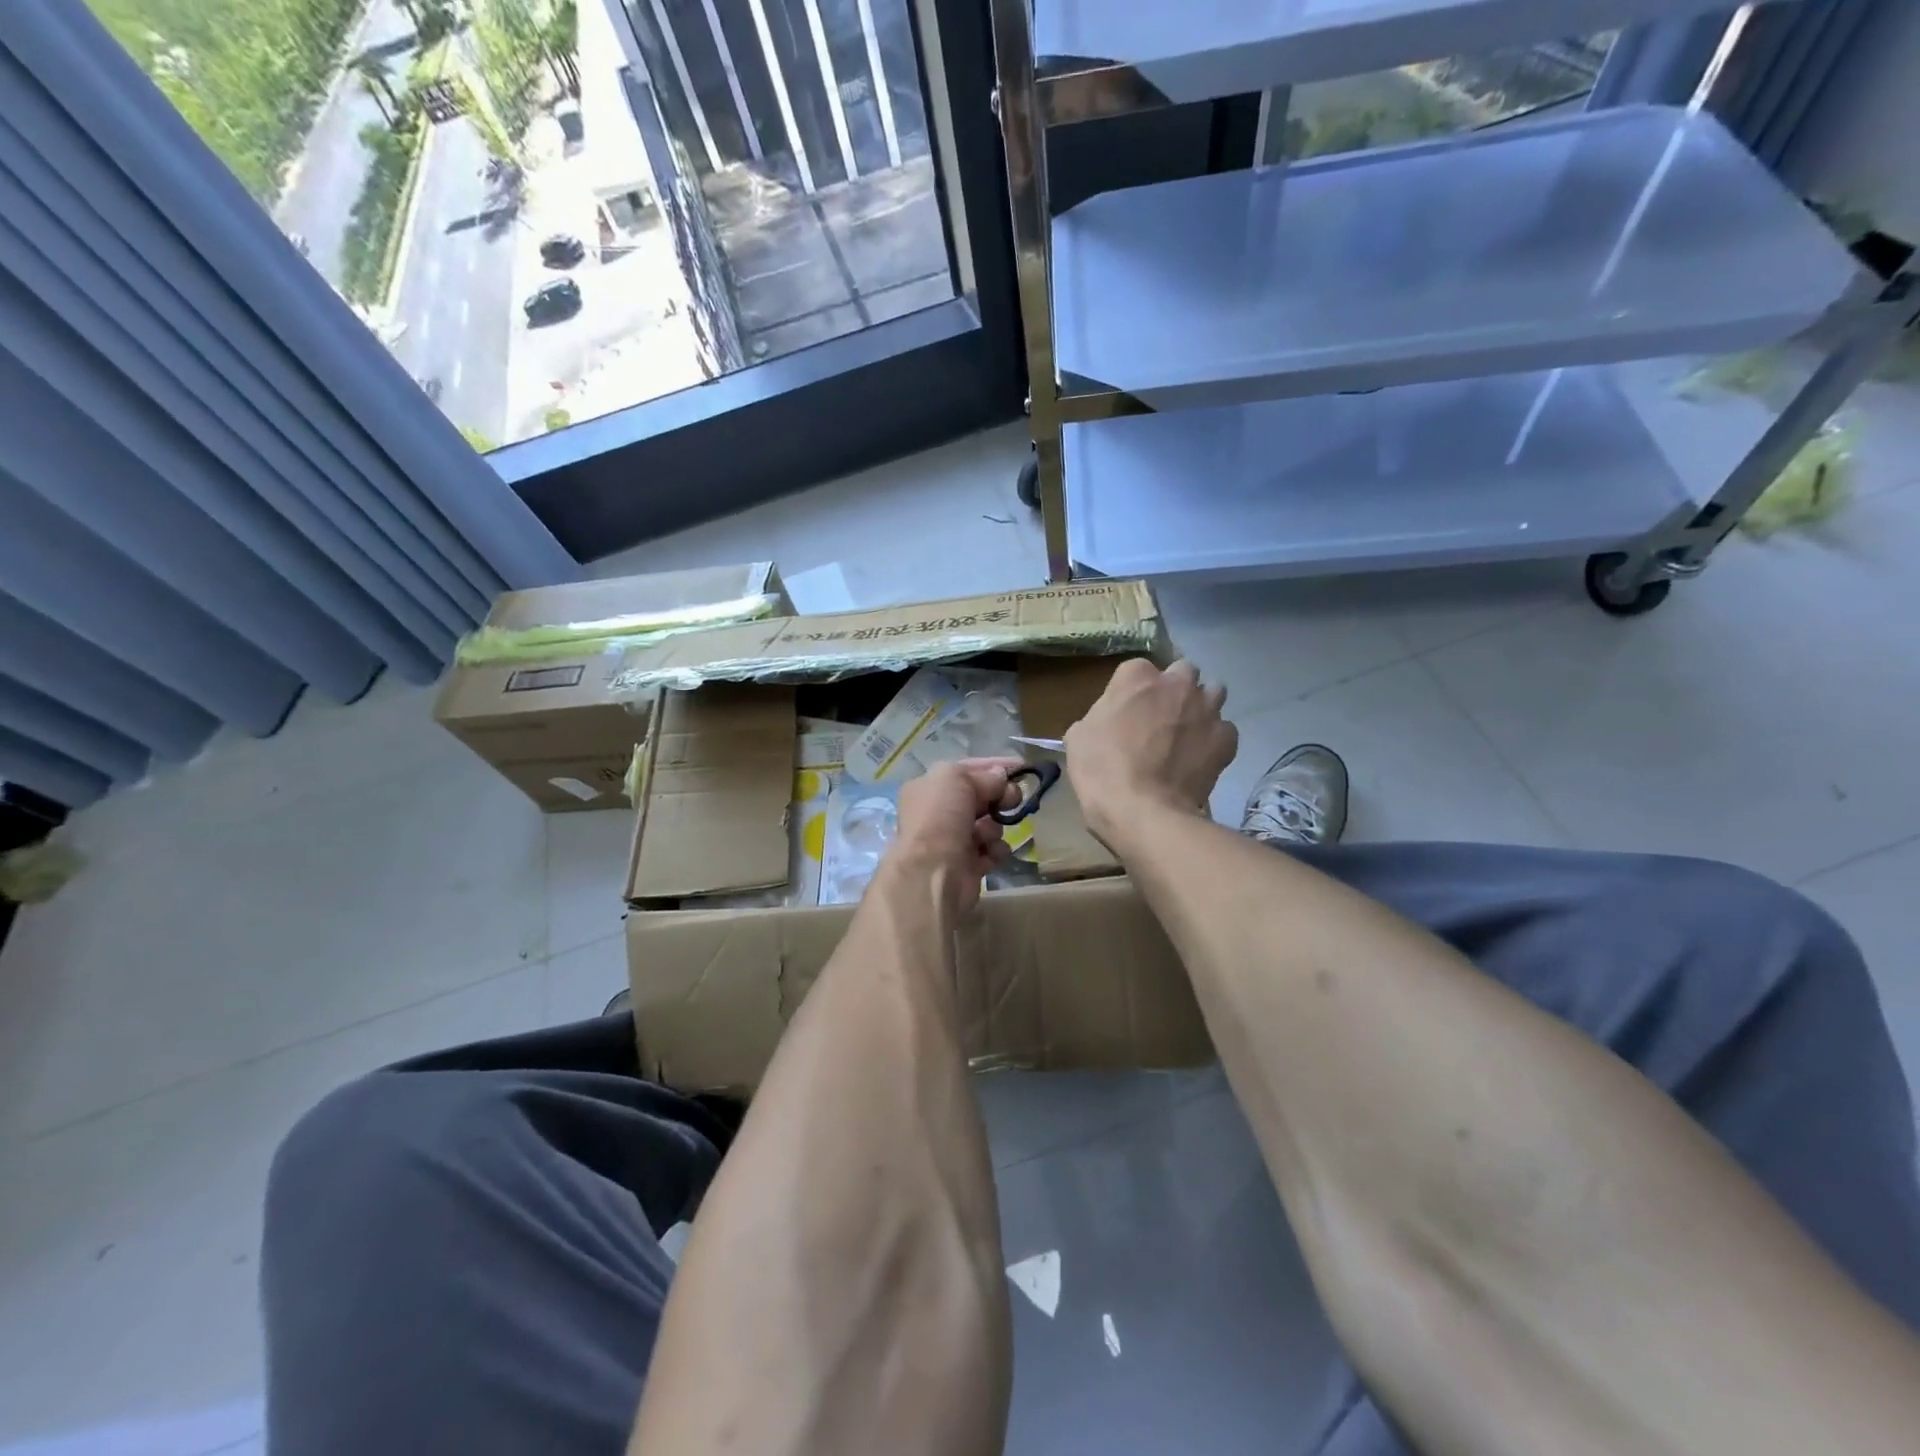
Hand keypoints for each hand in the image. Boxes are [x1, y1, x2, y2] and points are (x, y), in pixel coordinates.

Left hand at [886, 759, 1021, 917]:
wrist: (932, 873)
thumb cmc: (939, 818)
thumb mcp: (956, 779)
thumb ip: (982, 775)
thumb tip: (1000, 778)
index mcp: (929, 788)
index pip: (966, 770)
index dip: (994, 766)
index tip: (1022, 767)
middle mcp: (938, 812)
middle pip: (980, 797)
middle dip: (999, 797)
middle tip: (1013, 799)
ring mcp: (953, 839)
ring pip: (989, 824)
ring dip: (994, 827)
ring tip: (986, 835)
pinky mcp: (968, 864)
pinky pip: (993, 849)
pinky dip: (995, 850)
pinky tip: (990, 852)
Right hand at [1064, 659, 1236, 848]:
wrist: (1144, 811)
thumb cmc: (1102, 770)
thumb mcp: (1079, 737)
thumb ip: (1100, 716)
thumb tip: (1110, 720)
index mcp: (1136, 676)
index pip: (1137, 669)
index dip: (1133, 691)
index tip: (1128, 711)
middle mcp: (1177, 683)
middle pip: (1183, 671)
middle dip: (1175, 688)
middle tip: (1161, 715)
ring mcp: (1206, 709)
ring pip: (1213, 692)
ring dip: (1201, 706)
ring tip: (1188, 732)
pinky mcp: (1226, 738)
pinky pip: (1225, 729)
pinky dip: (1215, 738)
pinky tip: (1201, 756)